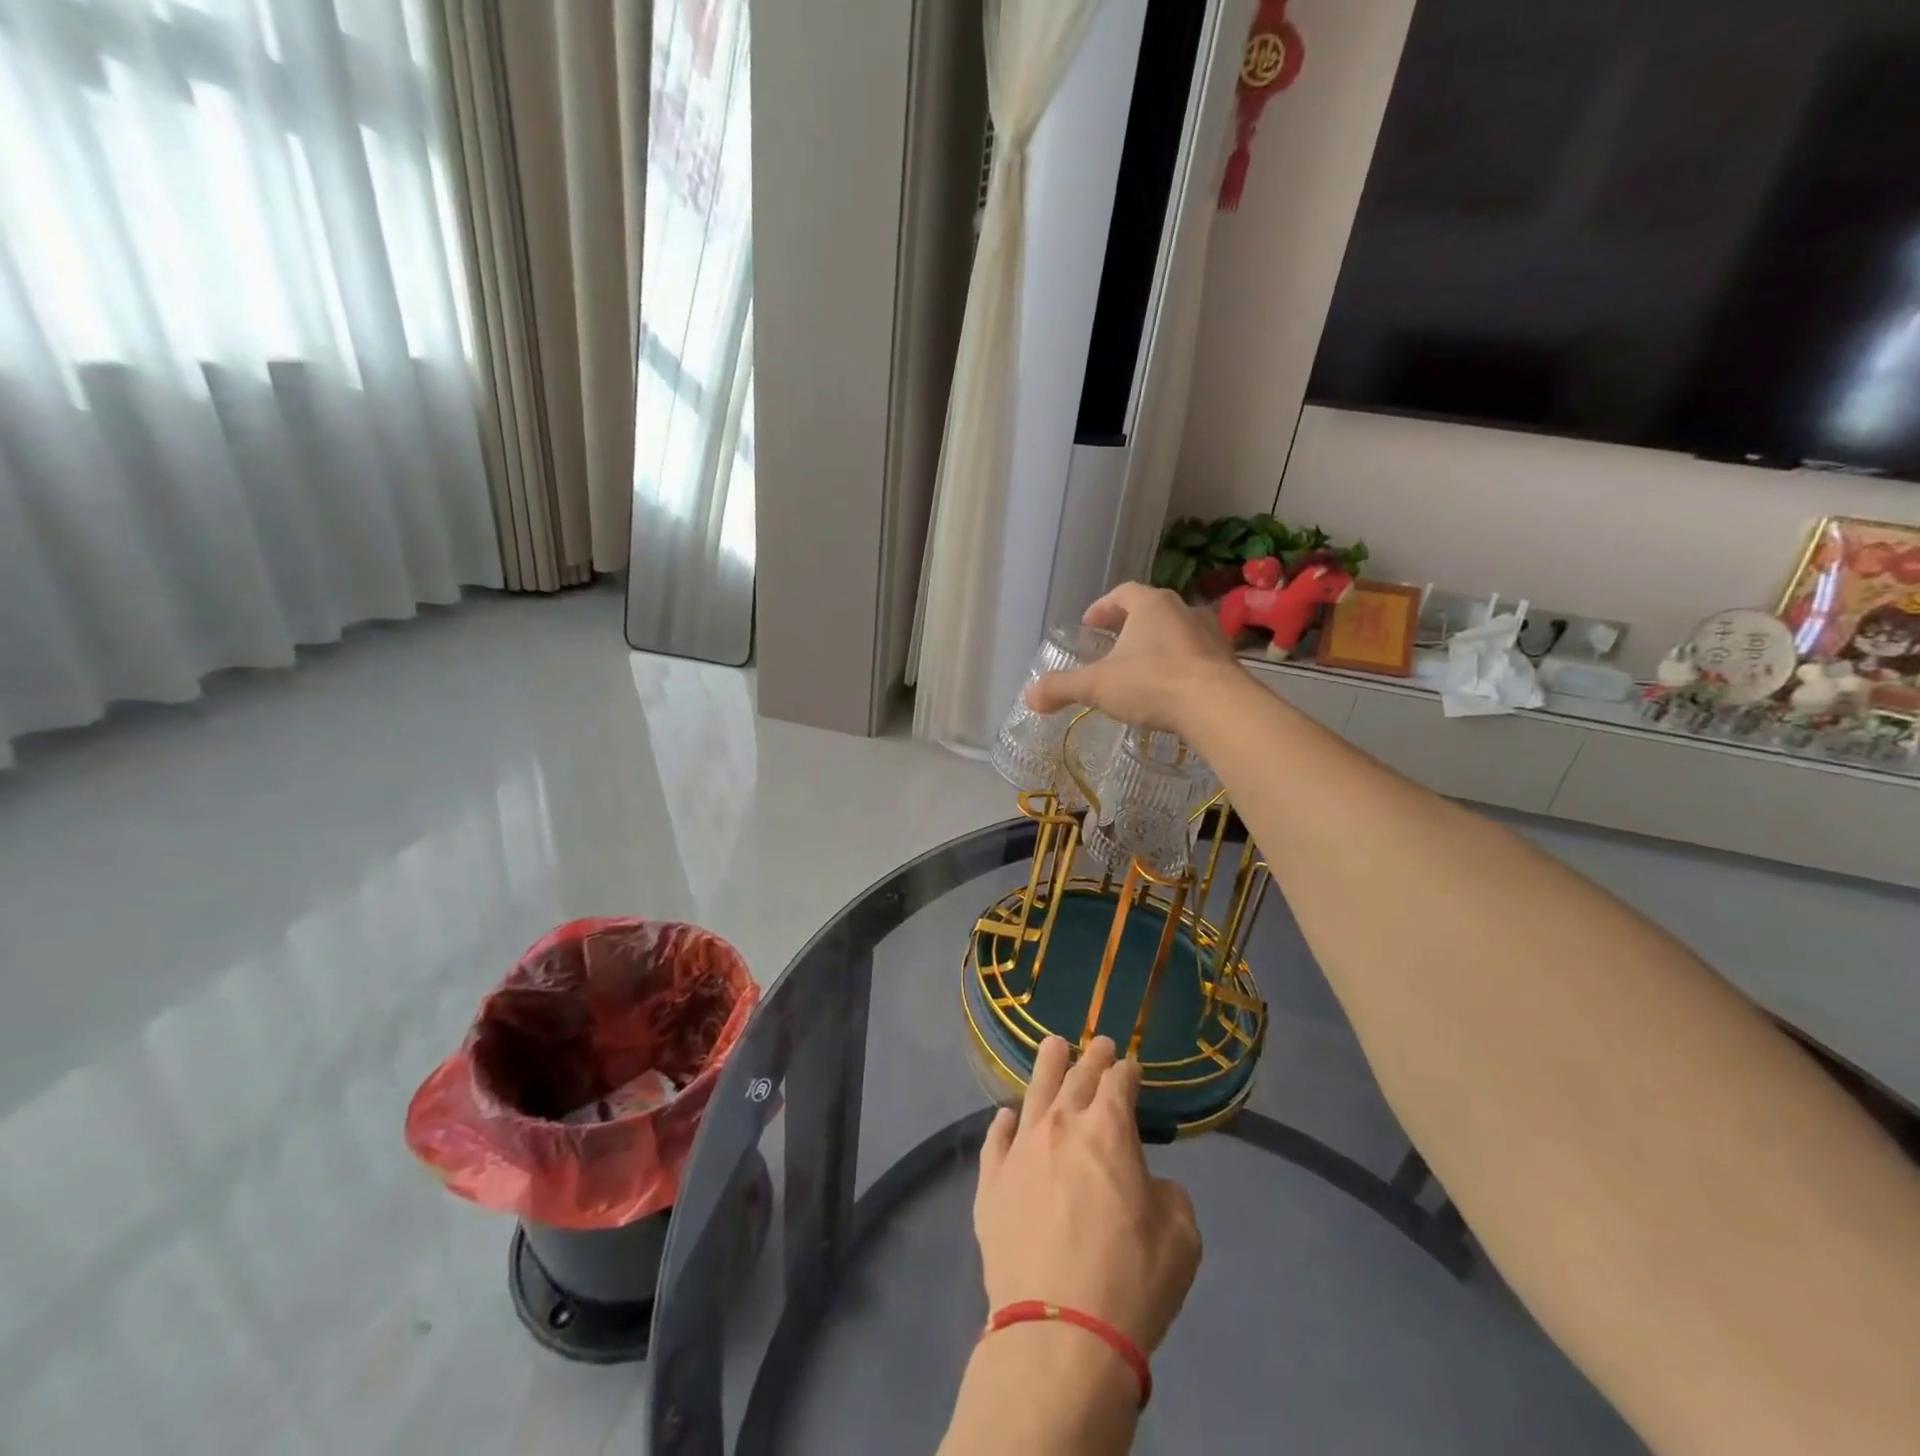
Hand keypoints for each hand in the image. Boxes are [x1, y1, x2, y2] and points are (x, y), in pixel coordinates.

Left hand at [973, 1036, 1201, 1354]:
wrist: (1059, 1332)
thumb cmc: (1130, 1281)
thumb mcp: (1181, 1238)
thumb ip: (1168, 1194)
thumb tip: (1148, 1183)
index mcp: (1108, 1130)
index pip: (1118, 1083)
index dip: (1127, 1071)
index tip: (1131, 1066)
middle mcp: (1060, 1126)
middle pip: (1076, 1077)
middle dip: (1091, 1058)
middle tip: (1099, 1044)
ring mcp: (1020, 1151)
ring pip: (1034, 1093)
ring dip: (1047, 1066)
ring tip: (1053, 1047)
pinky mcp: (991, 1183)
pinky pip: (995, 1140)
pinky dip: (1004, 1124)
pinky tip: (1006, 1116)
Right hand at [1024, 582, 1239, 735]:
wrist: (1218, 707)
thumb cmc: (1152, 683)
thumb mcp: (1098, 686)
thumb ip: (1061, 688)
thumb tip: (1028, 695)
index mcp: (1151, 605)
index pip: (1123, 593)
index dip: (1102, 607)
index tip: (1089, 624)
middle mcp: (1183, 610)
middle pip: (1152, 610)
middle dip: (1130, 625)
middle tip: (1112, 644)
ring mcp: (1210, 635)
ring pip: (1176, 633)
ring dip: (1157, 646)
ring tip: (1140, 668)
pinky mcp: (1227, 662)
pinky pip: (1196, 658)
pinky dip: (1179, 667)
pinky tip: (1169, 690)